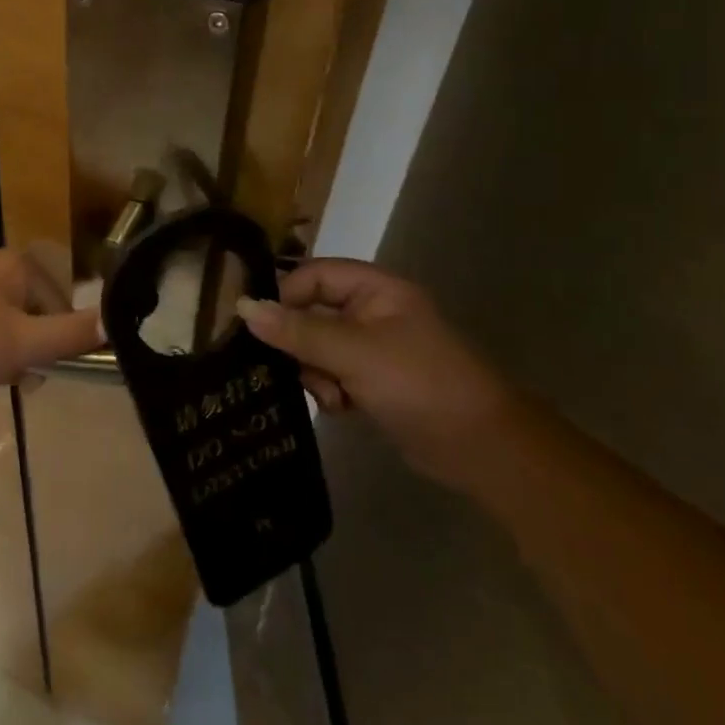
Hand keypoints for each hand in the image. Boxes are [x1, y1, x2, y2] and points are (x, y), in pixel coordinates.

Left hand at [0, 245, 102, 395]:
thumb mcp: (27, 343)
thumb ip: (72, 335)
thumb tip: (115, 322)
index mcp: (18, 265)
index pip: (60, 306)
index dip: (53, 343)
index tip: (35, 368)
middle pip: (32, 318)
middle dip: (24, 353)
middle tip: (8, 376)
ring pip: (5, 329)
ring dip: (0, 359)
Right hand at [236, 259, 515, 486]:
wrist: (482, 448)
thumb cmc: (419, 383)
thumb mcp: (353, 352)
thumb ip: (297, 330)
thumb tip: (243, 307)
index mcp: (375, 289)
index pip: (312, 276)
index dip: (285, 297)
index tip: (261, 330)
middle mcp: (372, 311)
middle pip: (311, 312)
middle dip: (300, 344)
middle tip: (294, 370)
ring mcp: (374, 348)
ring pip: (317, 347)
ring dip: (314, 372)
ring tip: (330, 397)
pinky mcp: (374, 381)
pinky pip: (332, 374)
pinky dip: (329, 390)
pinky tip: (341, 409)